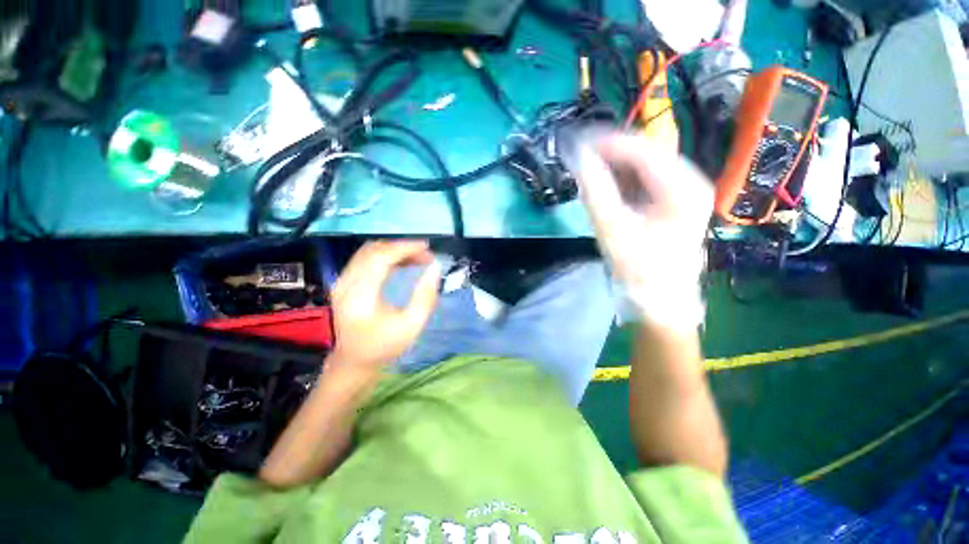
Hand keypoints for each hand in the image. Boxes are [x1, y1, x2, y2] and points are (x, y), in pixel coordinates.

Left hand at [329, 240, 440, 370]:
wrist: (352, 362)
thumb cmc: (383, 347)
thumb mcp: (411, 326)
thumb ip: (425, 296)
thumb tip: (435, 268)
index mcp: (361, 296)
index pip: (381, 258)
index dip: (405, 248)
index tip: (427, 247)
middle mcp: (346, 284)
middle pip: (374, 250)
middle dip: (402, 248)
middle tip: (426, 256)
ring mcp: (342, 282)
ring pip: (369, 252)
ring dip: (394, 250)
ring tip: (417, 258)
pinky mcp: (344, 282)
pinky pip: (365, 259)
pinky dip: (385, 256)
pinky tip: (402, 263)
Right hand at [572, 134, 712, 328]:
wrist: (661, 297)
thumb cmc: (638, 267)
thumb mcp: (612, 228)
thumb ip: (595, 190)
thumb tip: (579, 156)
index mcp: (682, 188)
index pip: (642, 150)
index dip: (608, 142)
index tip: (577, 141)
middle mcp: (690, 181)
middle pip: (646, 152)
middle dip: (611, 151)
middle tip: (580, 155)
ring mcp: (685, 189)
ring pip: (645, 163)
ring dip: (615, 163)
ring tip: (588, 168)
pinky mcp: (675, 198)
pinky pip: (646, 178)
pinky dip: (623, 177)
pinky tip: (605, 184)